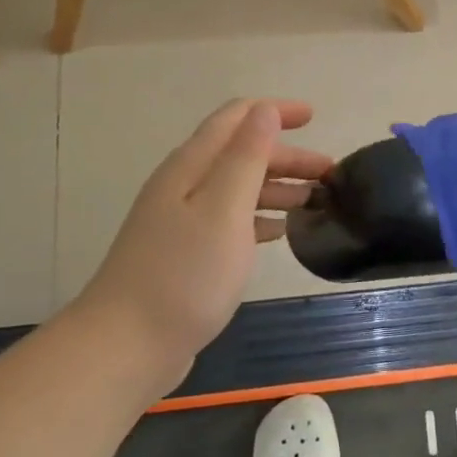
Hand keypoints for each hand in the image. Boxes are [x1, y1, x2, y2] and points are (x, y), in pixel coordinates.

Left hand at [69, 99, 330, 384]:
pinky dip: (260, 217)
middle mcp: (184, 185)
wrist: (127, 346)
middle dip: (286, 155)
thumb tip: (265, 110)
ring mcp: (182, 221)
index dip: (274, 111)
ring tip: (317, 200)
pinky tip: (282, 231)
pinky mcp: (186, 254)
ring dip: (278, 186)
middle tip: (330, 173)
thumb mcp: (224, 209)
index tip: (315, 117)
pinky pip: (231, 220)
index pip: (236, 118)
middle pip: (240, 153)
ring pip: (238, 188)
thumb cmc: (184, 274)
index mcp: (191, 166)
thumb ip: (246, 157)